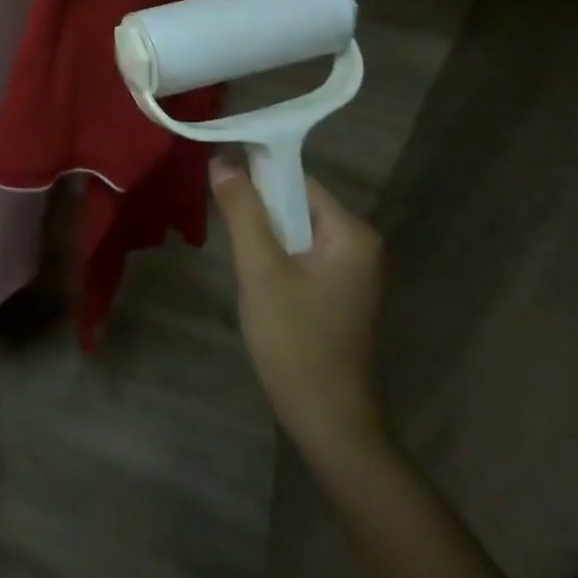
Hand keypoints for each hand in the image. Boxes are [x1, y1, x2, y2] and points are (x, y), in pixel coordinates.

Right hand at [212, 158, 387, 460]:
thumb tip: (222, 159)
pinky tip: (254, 276)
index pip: (296, 180)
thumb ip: (243, 210)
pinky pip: (300, 254)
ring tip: (236, 253)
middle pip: (296, 204)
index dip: (255, 176)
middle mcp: (359, 244)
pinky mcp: (338, 292)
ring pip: (294, 230)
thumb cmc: (295, 338)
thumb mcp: (260, 269)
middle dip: (257, 210)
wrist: (326, 417)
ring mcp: (351, 271)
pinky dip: (274, 255)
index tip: (217, 182)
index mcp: (351, 233)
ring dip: (262, 234)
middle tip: (223, 225)